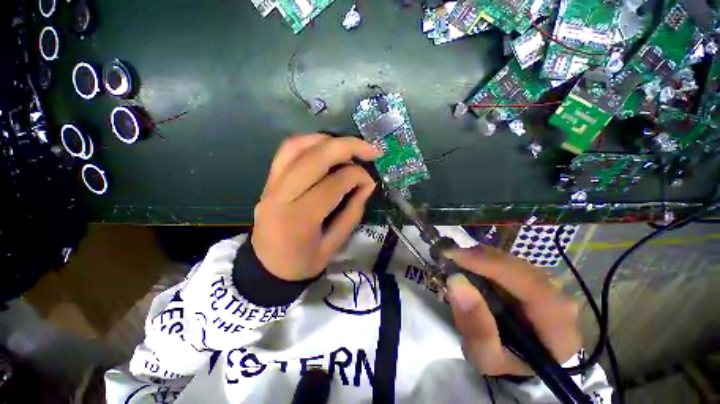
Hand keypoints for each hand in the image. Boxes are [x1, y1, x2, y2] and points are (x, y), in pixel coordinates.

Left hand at [251, 134, 381, 281]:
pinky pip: (287, 151)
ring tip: (349, 147)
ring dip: (328, 140)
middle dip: (348, 146)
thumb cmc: (302, 262)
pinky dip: (310, 142)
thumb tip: (368, 184)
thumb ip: (352, 212)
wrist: (266, 267)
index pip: (334, 182)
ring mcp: (271, 184)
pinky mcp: (268, 180)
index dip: (358, 176)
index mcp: (300, 218)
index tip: (370, 181)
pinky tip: (326, 147)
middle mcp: (282, 195)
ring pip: (298, 146)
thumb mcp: (334, 245)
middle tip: (371, 149)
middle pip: (316, 157)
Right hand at [445, 246, 580, 375]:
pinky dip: (487, 259)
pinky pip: (510, 261)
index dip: (494, 267)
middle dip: (483, 259)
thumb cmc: (504, 361)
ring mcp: (550, 286)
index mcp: (558, 328)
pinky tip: (471, 264)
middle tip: (451, 256)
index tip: (457, 257)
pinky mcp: (535, 278)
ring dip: (483, 258)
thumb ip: (476, 328)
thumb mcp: (485, 357)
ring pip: (515, 261)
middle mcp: (561, 301)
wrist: (517, 357)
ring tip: (459, 261)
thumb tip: (457, 281)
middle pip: (522, 268)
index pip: (533, 287)